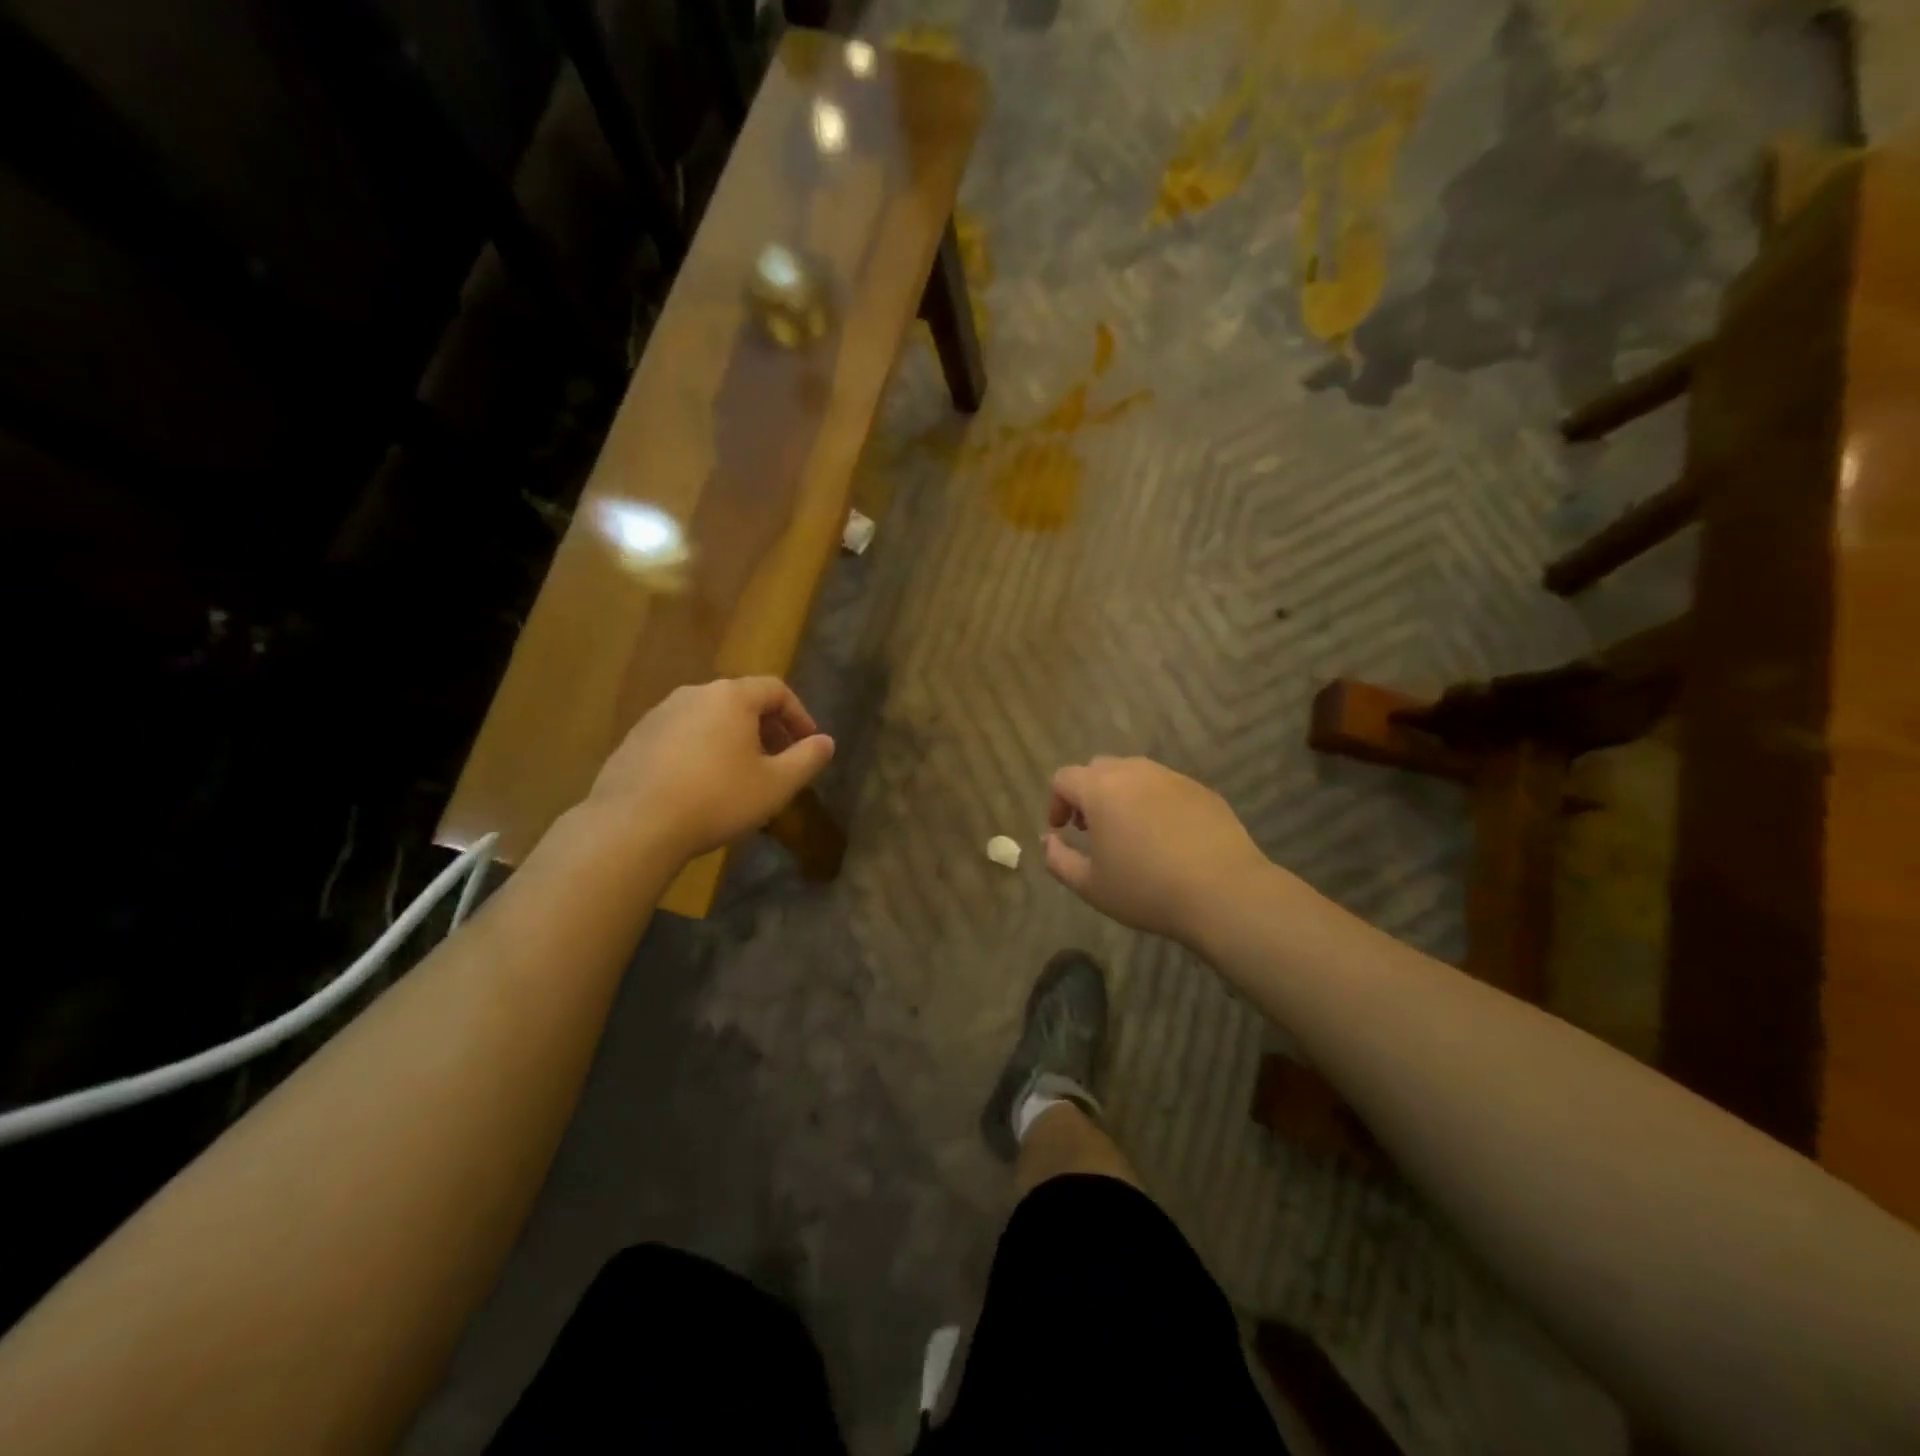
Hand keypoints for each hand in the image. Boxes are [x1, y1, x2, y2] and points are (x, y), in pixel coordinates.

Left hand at [586, 677, 834, 860]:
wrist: (634, 824)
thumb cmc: (717, 798)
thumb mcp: (776, 785)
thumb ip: (807, 759)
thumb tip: (826, 742)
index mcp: (731, 697)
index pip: (776, 690)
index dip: (799, 715)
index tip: (808, 744)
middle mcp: (694, 694)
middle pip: (741, 701)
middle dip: (767, 728)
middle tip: (779, 761)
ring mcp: (659, 714)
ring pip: (710, 718)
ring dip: (733, 739)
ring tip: (742, 775)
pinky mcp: (635, 738)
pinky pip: (681, 735)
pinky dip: (702, 750)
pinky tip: (702, 785)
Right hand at [1043, 757, 1267, 943]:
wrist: (1224, 892)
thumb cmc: (1147, 889)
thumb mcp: (1090, 885)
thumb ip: (1058, 859)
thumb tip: (1048, 841)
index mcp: (1101, 789)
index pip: (1064, 778)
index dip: (1056, 802)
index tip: (1062, 830)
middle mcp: (1134, 772)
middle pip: (1098, 769)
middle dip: (1087, 794)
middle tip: (1092, 828)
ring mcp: (1171, 777)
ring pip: (1134, 774)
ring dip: (1121, 795)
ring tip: (1129, 831)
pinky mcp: (1201, 790)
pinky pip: (1165, 786)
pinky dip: (1154, 802)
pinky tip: (1165, 837)